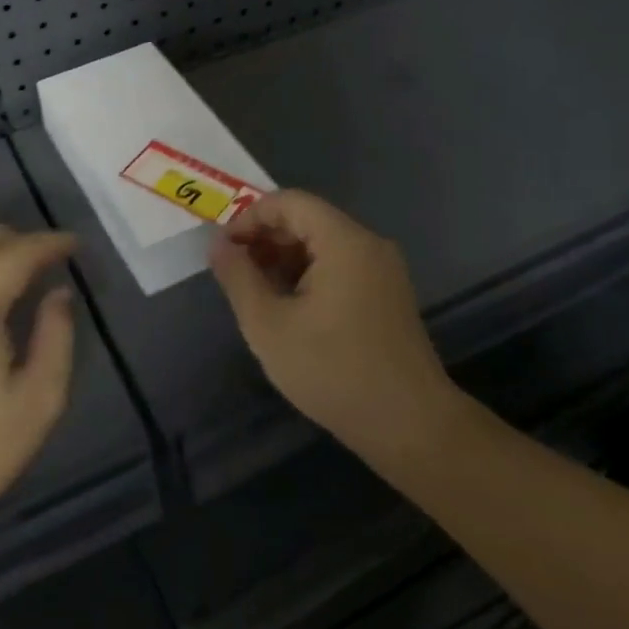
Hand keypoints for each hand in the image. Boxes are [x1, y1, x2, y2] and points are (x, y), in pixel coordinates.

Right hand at [209, 190, 461, 466]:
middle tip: (234, 272)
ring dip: (284, 259)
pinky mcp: (388, 295)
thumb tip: (218, 245)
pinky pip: (340, 267)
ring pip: (323, 245)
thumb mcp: (269, 326)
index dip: (249, 217)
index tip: (224, 249)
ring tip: (256, 293)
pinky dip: (308, 275)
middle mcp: (369, 245)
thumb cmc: (333, 371)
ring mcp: (383, 271)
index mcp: (344, 241)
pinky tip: (289, 309)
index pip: (289, 202)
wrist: (411, 426)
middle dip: (265, 239)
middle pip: (307, 220)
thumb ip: (239, 278)